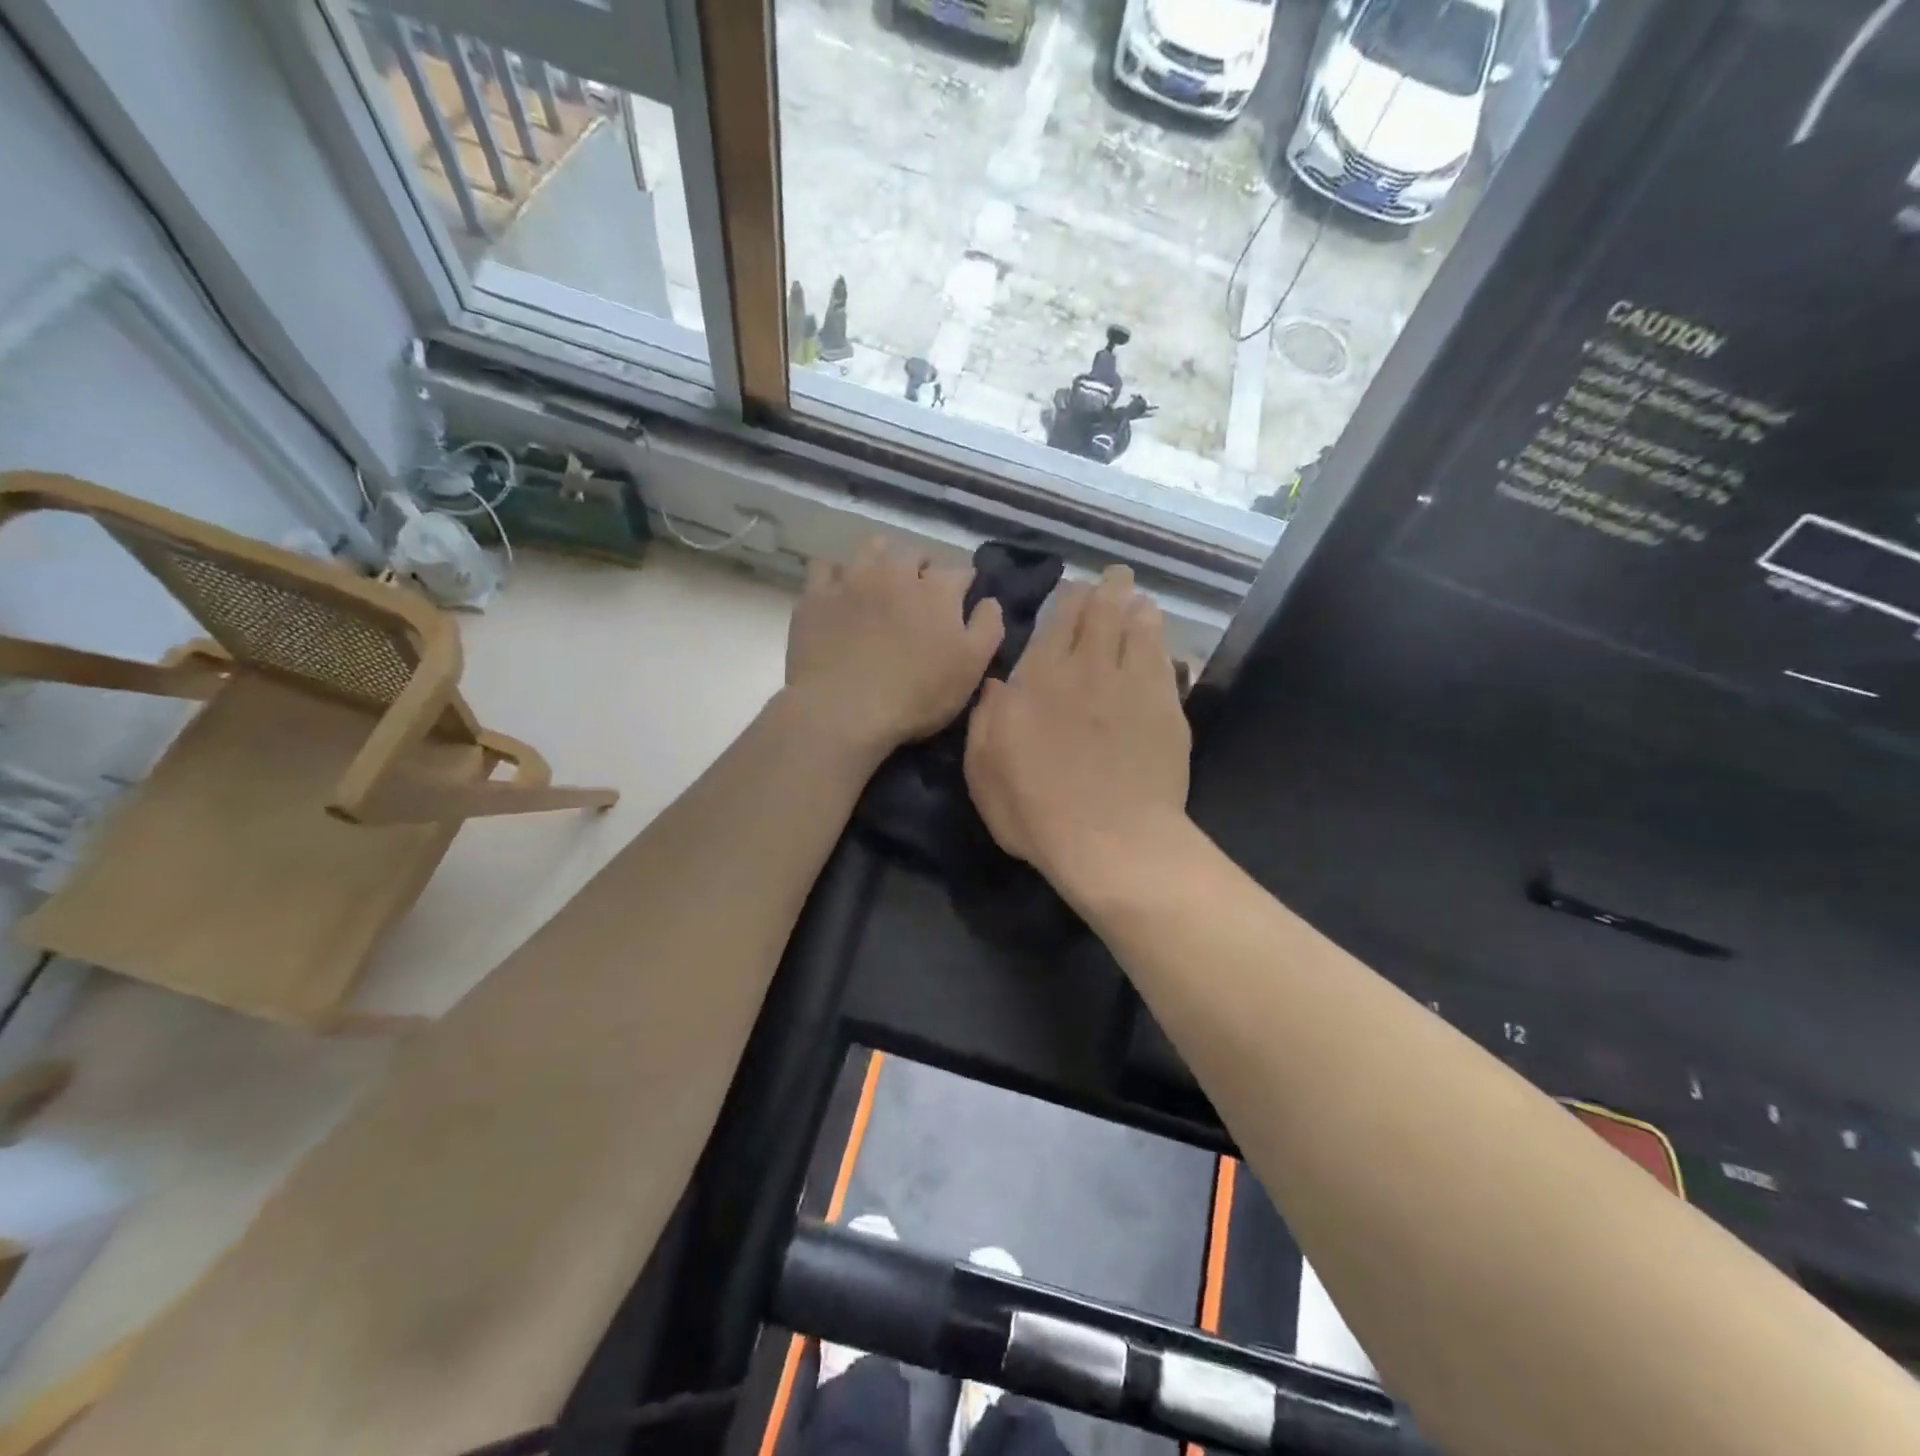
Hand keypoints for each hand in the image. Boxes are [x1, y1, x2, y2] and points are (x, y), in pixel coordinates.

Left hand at [785, 537, 1004, 756]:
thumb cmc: (916, 695)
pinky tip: (840, 590)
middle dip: (922, 567)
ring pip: (871, 549)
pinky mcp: (817, 596)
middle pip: (914, 553)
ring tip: (882, 580)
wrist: (844, 709)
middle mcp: (896, 572)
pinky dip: (837, 574)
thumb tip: (989, 600)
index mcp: (937, 590)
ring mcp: (853, 580)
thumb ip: (988, 627)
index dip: (964, 585)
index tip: (962, 600)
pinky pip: (826, 567)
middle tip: (921, 592)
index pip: (960, 572)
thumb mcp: (971, 668)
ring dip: (882, 558)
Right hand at [964, 565, 1191, 902]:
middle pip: (1101, 613)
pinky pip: (1164, 661)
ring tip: (1138, 598)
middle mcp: (1088, 669)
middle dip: (1107, 590)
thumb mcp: (984, 770)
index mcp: (1039, 679)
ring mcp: (1133, 686)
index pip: (1056, 620)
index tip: (1073, 590)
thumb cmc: (1036, 811)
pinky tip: (1160, 637)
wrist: (1112, 841)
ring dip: (1137, 608)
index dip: (1067, 599)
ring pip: (1138, 629)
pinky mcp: (1166, 710)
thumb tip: (997, 682)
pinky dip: (1160, 642)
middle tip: (1113, 577)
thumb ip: (986, 718)